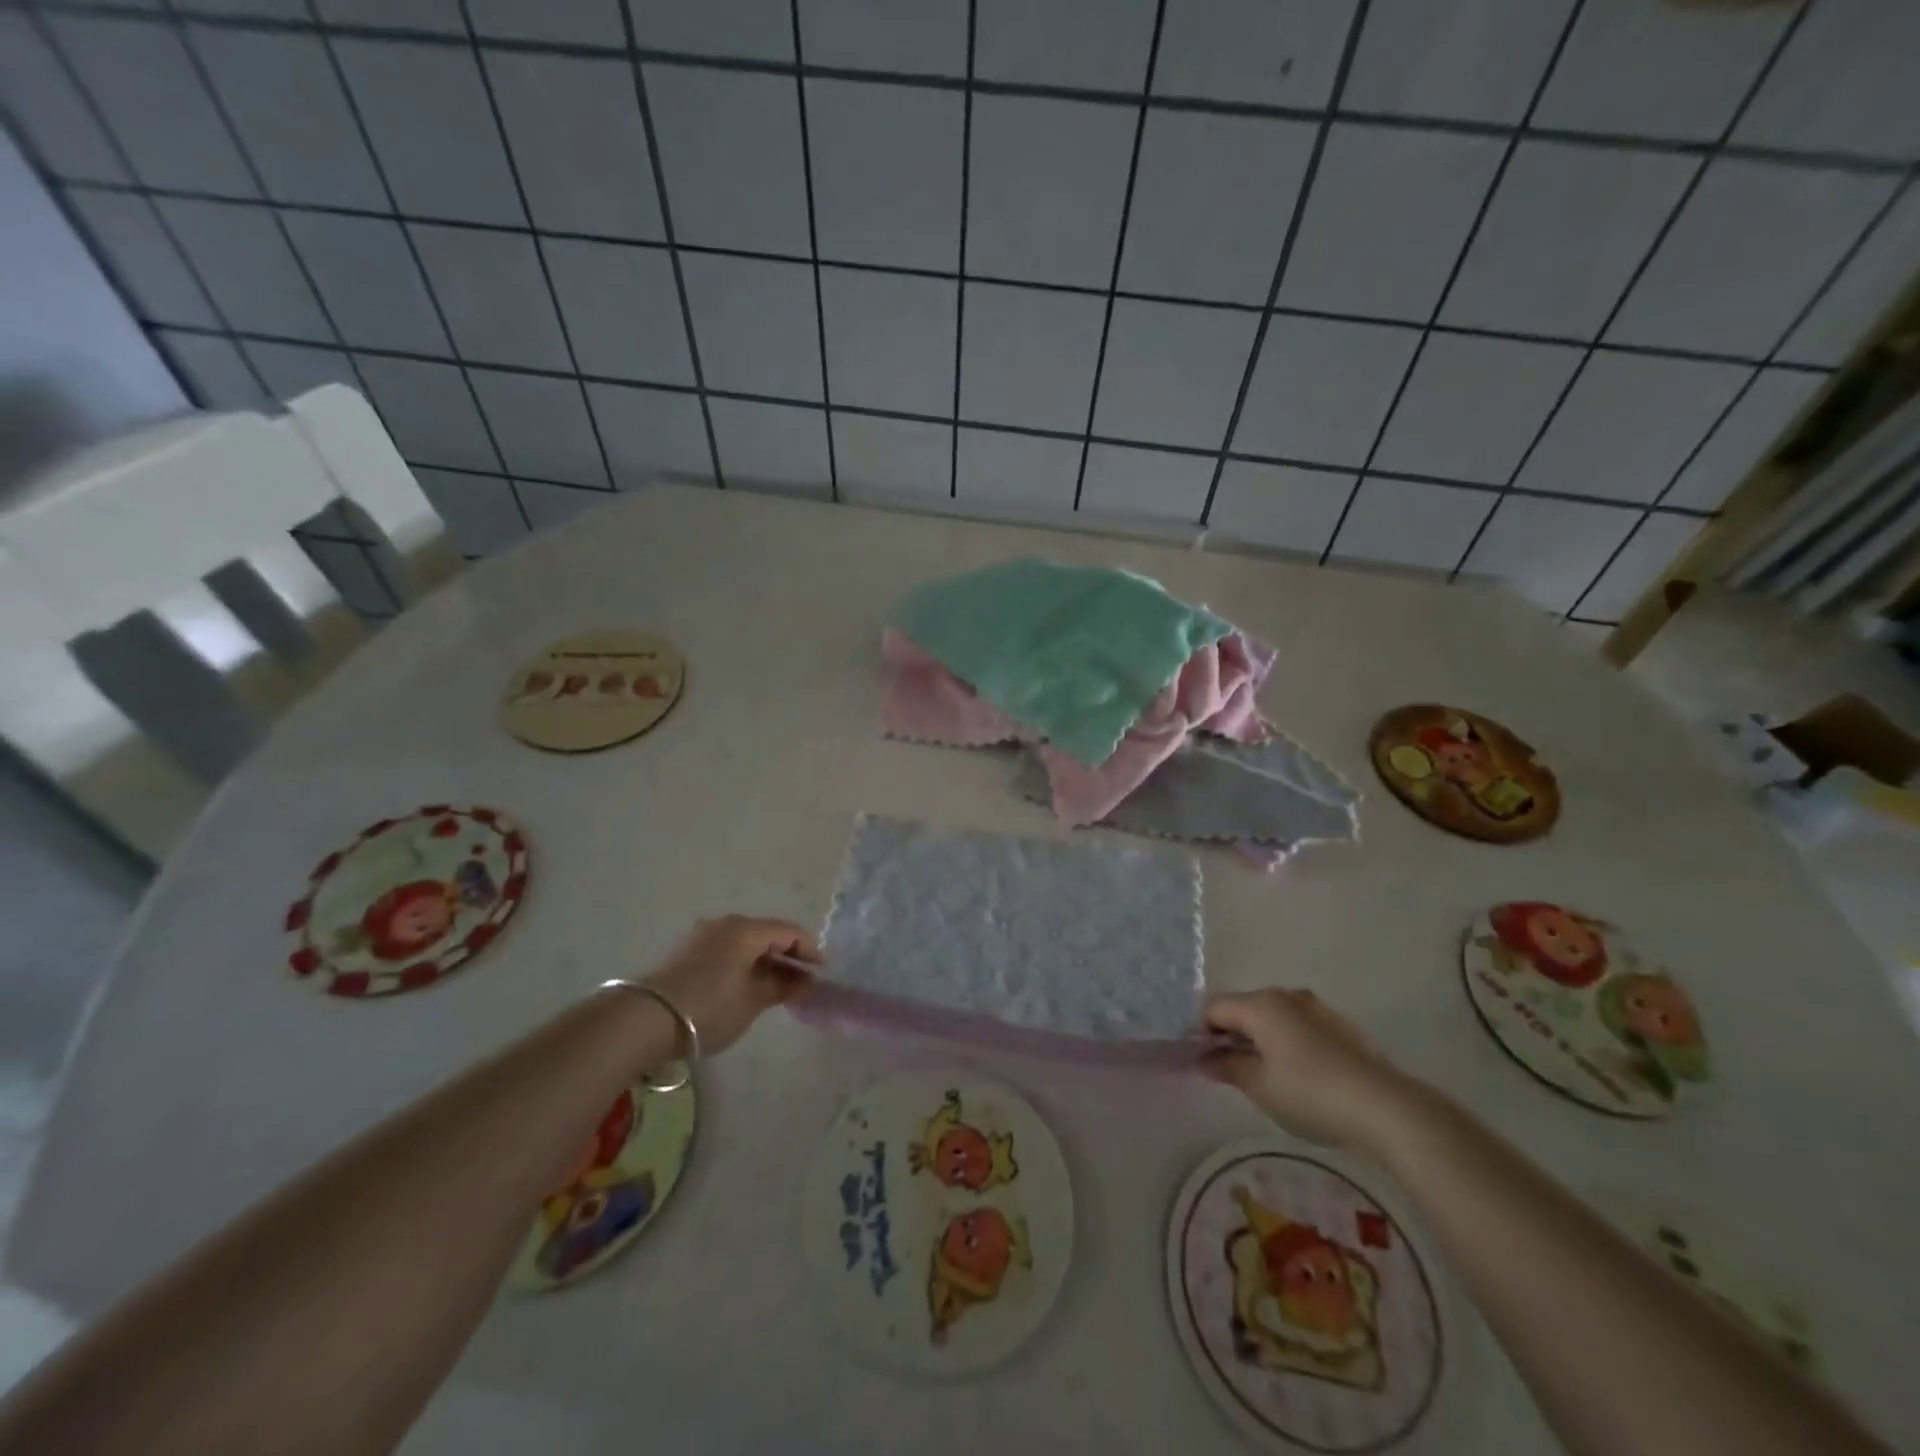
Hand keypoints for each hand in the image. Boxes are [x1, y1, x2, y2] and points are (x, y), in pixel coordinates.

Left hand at [641, 916, 819, 1057]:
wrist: (645, 1019)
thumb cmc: (709, 1007)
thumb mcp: (753, 1001)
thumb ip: (783, 987)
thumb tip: (807, 981)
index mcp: (746, 929)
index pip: (790, 931)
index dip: (809, 951)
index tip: (821, 975)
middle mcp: (725, 923)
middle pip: (767, 934)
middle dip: (786, 957)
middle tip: (800, 985)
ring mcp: (702, 936)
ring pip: (745, 943)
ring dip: (763, 962)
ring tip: (773, 990)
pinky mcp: (685, 952)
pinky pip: (726, 951)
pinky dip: (742, 965)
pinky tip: (744, 987)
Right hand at [1202, 989, 1421, 1151]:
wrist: (1384, 1107)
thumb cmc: (1310, 1094)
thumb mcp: (1259, 1086)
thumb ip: (1226, 1067)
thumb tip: (1203, 1059)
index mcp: (1261, 1005)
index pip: (1215, 1009)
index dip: (1203, 1034)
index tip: (1206, 1065)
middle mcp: (1286, 996)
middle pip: (1244, 1008)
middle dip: (1232, 1036)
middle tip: (1234, 1073)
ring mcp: (1316, 1008)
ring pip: (1273, 1017)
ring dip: (1261, 1039)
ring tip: (1269, 1076)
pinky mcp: (1339, 1025)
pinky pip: (1299, 1026)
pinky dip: (1288, 1042)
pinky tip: (1301, 1075)